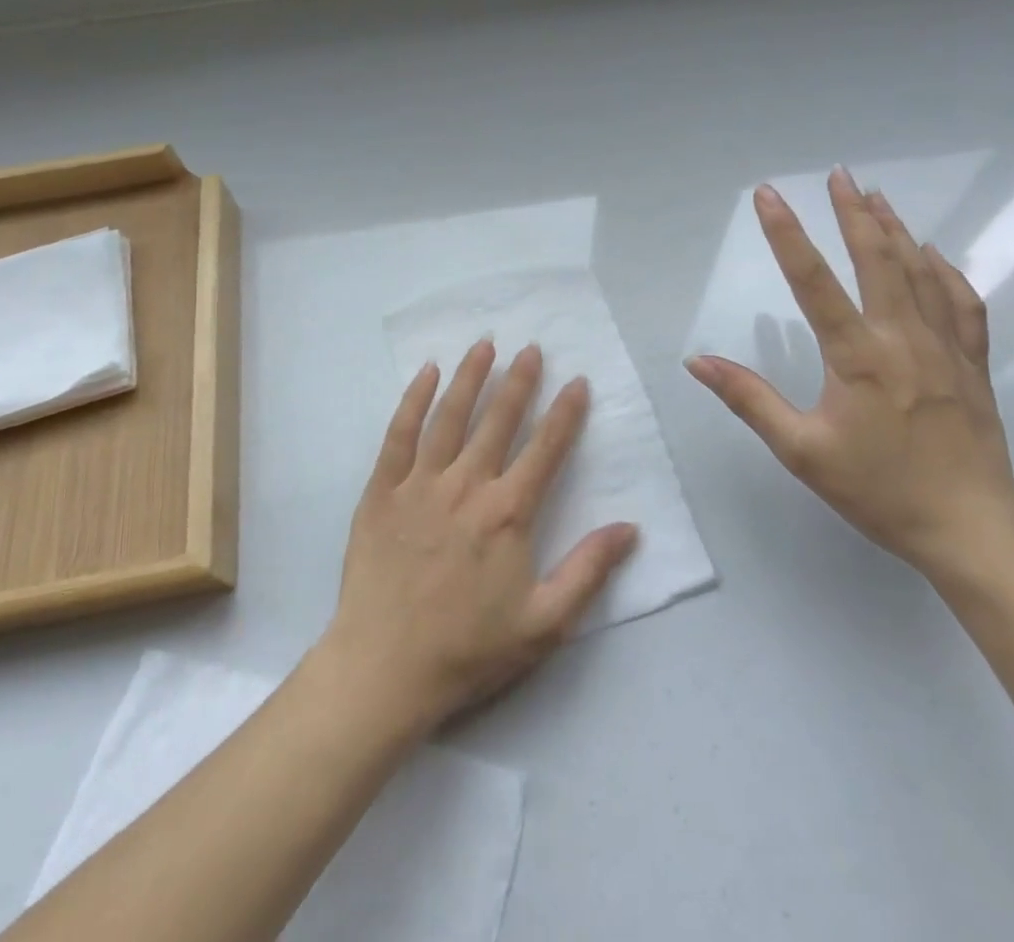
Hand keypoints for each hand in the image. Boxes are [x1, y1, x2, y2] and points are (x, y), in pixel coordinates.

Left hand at [319, 340, 638, 734]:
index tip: (578, 382)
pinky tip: (427, 374)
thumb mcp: (544, 623)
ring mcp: (420, 484)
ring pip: (450, 417)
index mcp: (507, 513)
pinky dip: (413, 401)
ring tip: (485, 345)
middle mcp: (467, 486)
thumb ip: (588, 571)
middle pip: (499, 421)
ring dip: (470, 378)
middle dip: (520, 381)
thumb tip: (631, 527)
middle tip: (532, 349)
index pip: (545, 449)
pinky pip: (399, 435)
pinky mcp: (382, 491)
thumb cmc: (468, 649)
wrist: (384, 669)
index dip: (565, 413)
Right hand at [686, 167, 1013, 577]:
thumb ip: (750, 400)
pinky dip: (945, 271)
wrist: (971, 529)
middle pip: (877, 259)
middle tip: (837, 174)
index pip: (813, 281)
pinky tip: (933, 254)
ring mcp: (945, 347)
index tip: (768, 195)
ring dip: (895, 230)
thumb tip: (698, 362)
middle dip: (853, 213)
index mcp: (858, 357)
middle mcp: (903, 339)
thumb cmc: (878, 491)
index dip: (786, 234)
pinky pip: (962, 303)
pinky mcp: (974, 363)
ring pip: (920, 272)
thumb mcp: (801, 451)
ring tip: (874, 197)